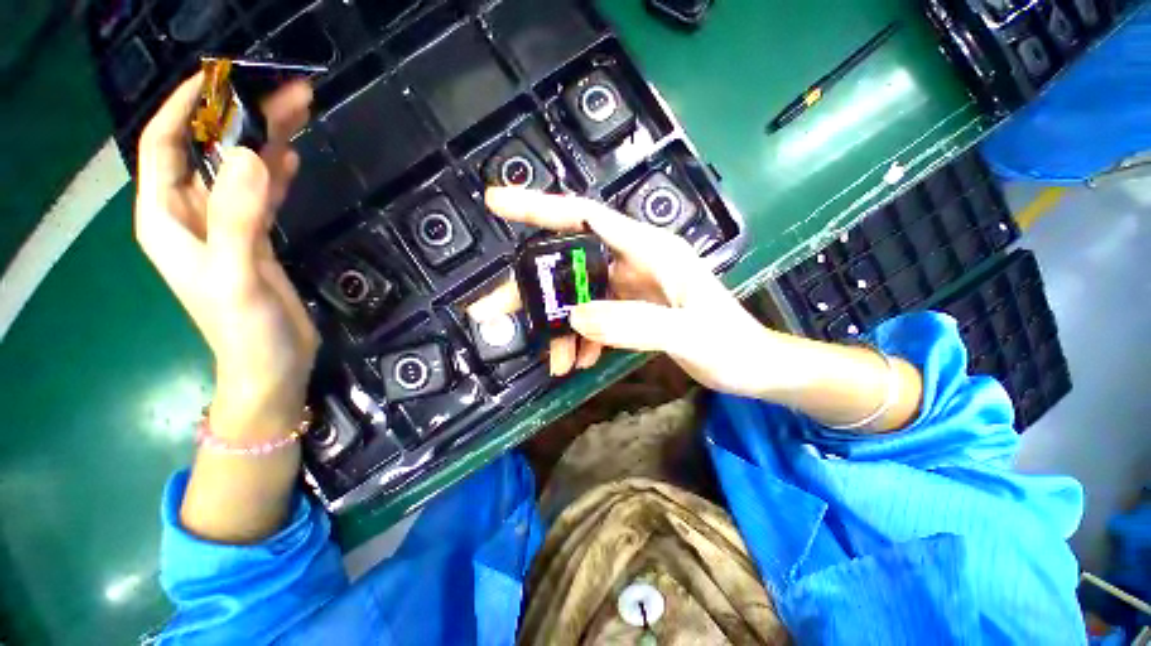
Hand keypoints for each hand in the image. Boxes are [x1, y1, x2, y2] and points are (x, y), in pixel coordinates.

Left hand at [134, 73, 318, 439]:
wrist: (273, 364)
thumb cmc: (245, 330)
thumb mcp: (236, 276)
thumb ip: (238, 219)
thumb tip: (248, 155)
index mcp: (167, 218)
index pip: (164, 146)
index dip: (186, 108)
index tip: (220, 77)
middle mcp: (191, 214)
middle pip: (209, 152)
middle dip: (240, 119)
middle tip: (283, 92)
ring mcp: (226, 226)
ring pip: (240, 170)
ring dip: (265, 141)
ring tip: (298, 113)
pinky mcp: (255, 239)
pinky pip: (260, 194)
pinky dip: (274, 173)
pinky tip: (290, 157)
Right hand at [469, 188, 796, 397]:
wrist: (753, 368)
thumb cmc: (731, 346)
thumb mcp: (688, 333)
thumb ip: (636, 323)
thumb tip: (577, 318)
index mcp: (649, 250)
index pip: (584, 216)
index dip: (539, 206)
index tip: (497, 203)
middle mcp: (634, 261)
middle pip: (569, 262)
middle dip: (534, 289)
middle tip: (495, 312)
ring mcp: (630, 287)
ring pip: (577, 295)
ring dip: (558, 326)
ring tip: (554, 360)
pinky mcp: (631, 309)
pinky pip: (593, 316)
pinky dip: (580, 338)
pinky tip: (579, 360)